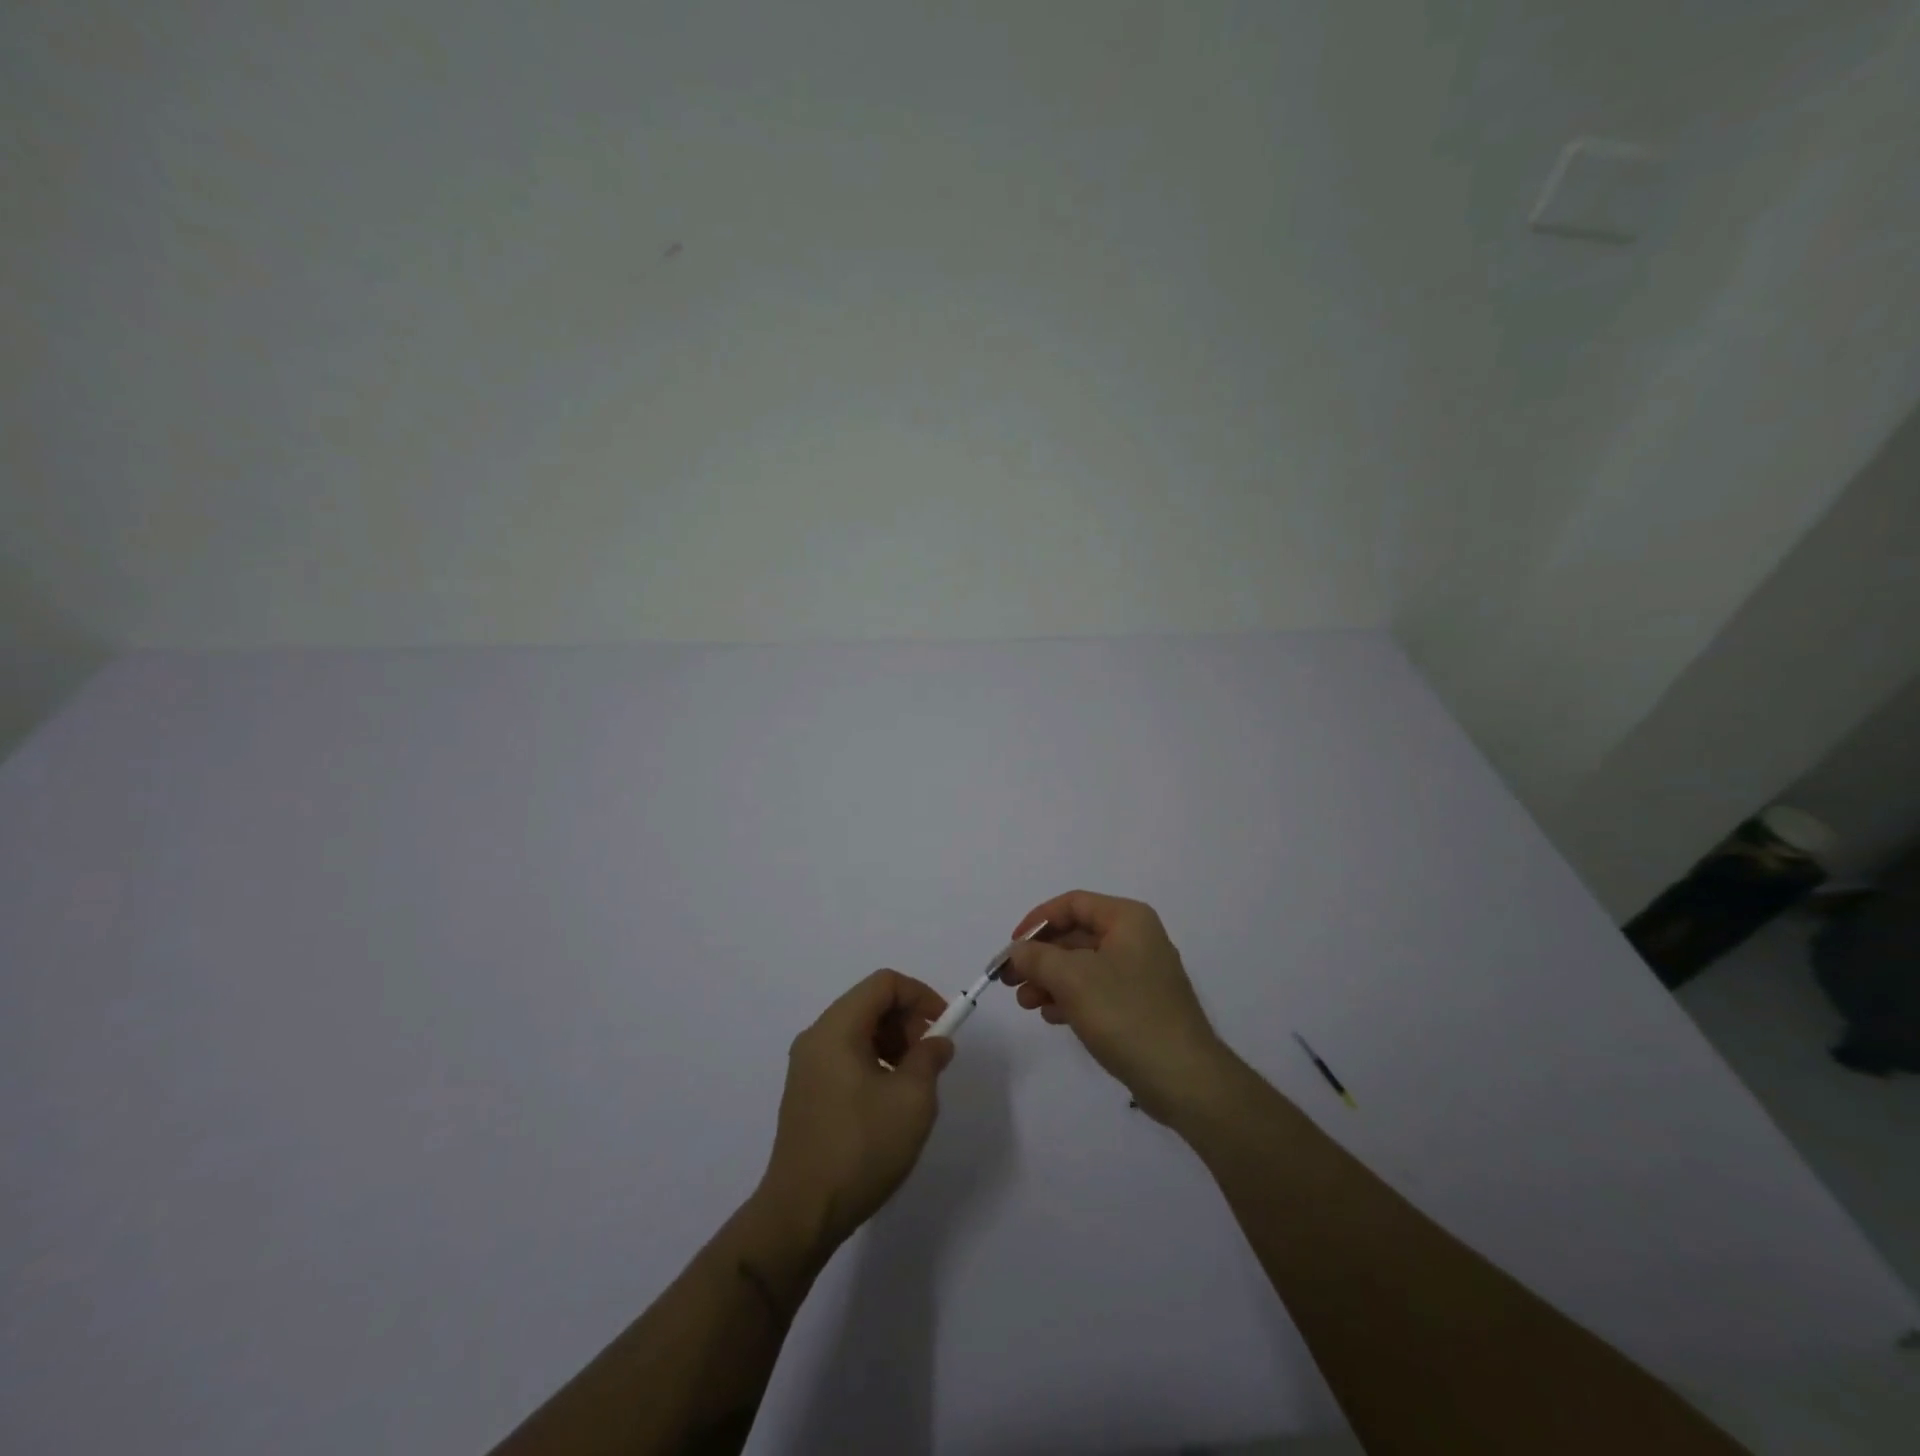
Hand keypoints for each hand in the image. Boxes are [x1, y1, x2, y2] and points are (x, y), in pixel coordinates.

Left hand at [756, 970, 954, 1253]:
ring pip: (858, 1031)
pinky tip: (888, 1100)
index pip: (883, 984)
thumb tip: (936, 1042)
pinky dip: (874, 1062)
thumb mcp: (912, 1100)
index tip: (944, 1026)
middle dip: (907, 1021)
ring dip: (892, 1043)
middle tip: (930, 1058)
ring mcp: (807, 1066)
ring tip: (913, 1083)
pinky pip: (845, 1056)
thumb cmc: (860, 1148)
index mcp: (836, 1028)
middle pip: (869, 1004)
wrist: (801, 1214)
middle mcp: (816, 1037)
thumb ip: (929, 1058)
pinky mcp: (806, 1092)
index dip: (920, 995)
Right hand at [1000, 890, 1229, 1121]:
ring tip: (1025, 1003)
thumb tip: (1017, 951)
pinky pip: (1097, 990)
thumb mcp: (1072, 978)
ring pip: (1083, 965)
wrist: (1183, 1078)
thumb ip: (1037, 957)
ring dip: (1050, 980)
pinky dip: (1071, 998)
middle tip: (1009, 980)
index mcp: (1128, 919)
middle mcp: (1137, 939)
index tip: (1012, 947)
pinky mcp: (1140, 1006)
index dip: (1037, 921)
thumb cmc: (1126, 1014)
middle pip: (1076, 935)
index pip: (1072, 904)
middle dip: (1040, 956)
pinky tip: (1051, 1017)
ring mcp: (1141, 974)